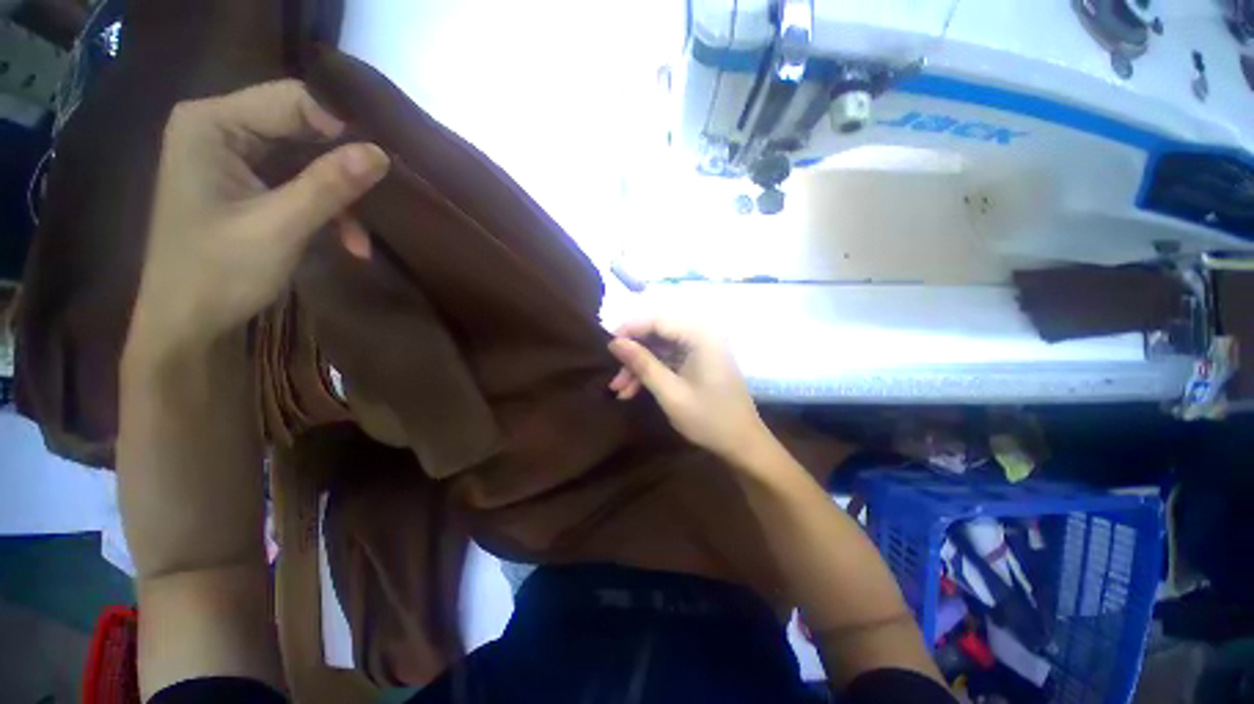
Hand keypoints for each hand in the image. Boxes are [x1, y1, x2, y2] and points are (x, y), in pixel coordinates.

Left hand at [128, 80, 388, 355]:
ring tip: (361, 239)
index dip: (340, 128)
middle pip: (301, 128)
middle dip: (343, 168)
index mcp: (211, 122)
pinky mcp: (247, 182)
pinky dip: (328, 210)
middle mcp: (220, 127)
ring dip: (340, 198)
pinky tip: (349, 241)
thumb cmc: (217, 274)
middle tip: (380, 201)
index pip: (292, 99)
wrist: (187, 323)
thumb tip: (381, 153)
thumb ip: (328, 186)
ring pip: (307, 158)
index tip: (378, 167)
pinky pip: (300, 182)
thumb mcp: (279, 227)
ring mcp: (233, 156)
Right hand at [608, 318, 769, 460]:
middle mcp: (702, 334)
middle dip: (633, 354)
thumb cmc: (709, 419)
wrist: (743, 444)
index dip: (630, 329)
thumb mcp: (670, 393)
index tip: (608, 347)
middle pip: (657, 332)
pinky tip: (633, 390)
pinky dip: (651, 372)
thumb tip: (614, 342)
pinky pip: (668, 358)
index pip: (657, 319)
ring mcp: (701, 347)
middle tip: (614, 375)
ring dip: (639, 366)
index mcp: (701, 335)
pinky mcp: (698, 360)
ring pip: (660, 347)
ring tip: (620, 390)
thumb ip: (642, 364)